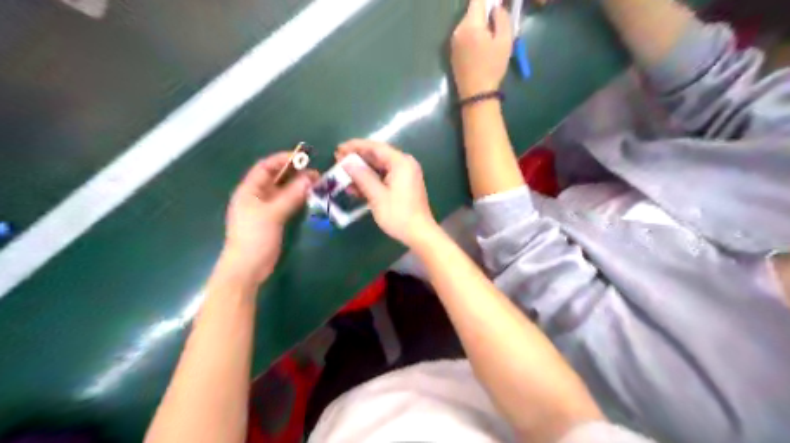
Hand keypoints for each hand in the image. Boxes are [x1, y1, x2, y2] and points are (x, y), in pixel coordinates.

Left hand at [218, 152, 316, 283]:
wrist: (247, 268)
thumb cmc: (254, 238)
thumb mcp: (273, 214)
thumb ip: (291, 195)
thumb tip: (310, 178)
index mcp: (249, 190)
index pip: (265, 167)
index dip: (282, 159)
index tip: (303, 158)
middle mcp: (256, 196)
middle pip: (276, 178)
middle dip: (294, 173)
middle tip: (316, 173)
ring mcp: (265, 209)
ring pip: (283, 191)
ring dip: (298, 186)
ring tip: (317, 184)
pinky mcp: (274, 220)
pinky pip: (287, 204)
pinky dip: (298, 199)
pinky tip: (310, 198)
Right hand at [336, 139, 440, 247]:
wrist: (419, 233)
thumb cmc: (398, 214)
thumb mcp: (377, 196)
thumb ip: (362, 177)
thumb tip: (347, 163)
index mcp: (401, 163)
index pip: (375, 147)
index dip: (355, 146)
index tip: (339, 149)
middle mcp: (405, 165)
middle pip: (377, 156)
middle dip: (357, 159)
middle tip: (337, 161)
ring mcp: (405, 176)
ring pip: (379, 169)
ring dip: (362, 172)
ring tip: (342, 175)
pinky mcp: (403, 186)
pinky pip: (384, 178)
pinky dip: (370, 181)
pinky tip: (355, 188)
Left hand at [455, 0, 515, 98]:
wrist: (476, 94)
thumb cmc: (492, 68)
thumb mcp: (504, 41)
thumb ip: (502, 19)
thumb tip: (496, 8)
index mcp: (470, 25)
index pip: (478, 0)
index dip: (490, 0)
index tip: (498, 5)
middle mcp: (458, 30)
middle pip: (472, 12)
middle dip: (485, 13)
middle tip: (498, 22)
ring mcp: (453, 42)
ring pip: (467, 24)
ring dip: (479, 25)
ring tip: (491, 37)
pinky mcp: (453, 53)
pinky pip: (464, 36)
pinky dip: (473, 35)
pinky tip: (481, 48)